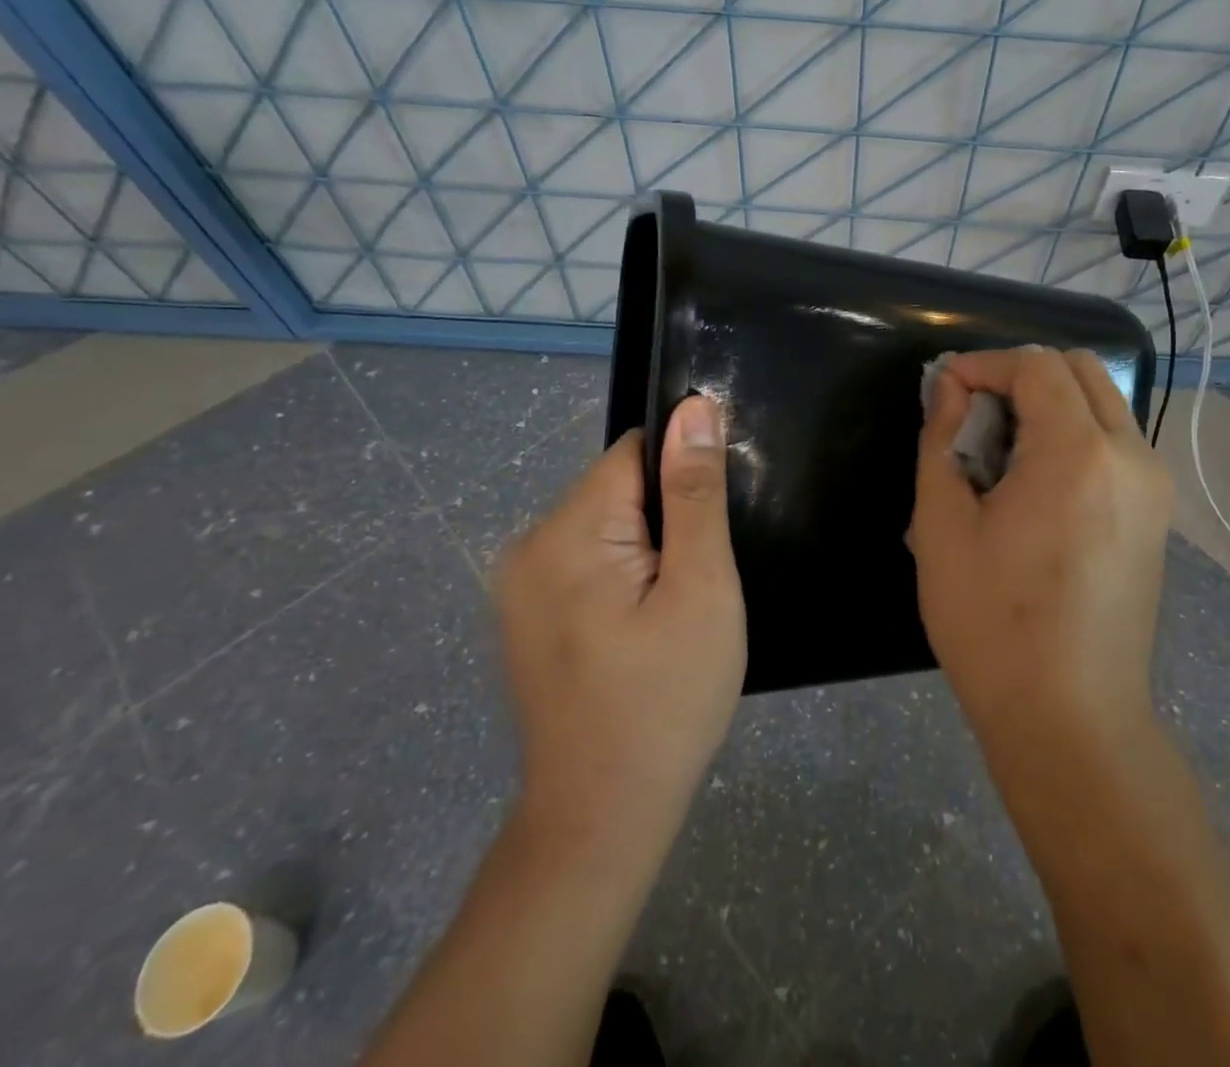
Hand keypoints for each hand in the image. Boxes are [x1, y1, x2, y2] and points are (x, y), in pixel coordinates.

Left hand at [492, 395, 744, 856]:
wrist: (601, 821)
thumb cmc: (666, 701)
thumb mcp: (701, 589)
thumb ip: (695, 494)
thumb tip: (693, 409)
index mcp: (566, 532)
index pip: (635, 454)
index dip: (683, 480)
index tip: (710, 531)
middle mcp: (528, 546)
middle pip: (618, 488)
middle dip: (666, 519)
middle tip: (698, 585)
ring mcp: (519, 584)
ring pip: (606, 525)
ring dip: (648, 550)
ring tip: (673, 612)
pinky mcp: (527, 614)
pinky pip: (587, 561)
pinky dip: (624, 577)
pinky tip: (643, 629)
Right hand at [909, 348, 1171, 743]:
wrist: (1070, 718)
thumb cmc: (992, 623)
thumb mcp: (942, 526)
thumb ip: (941, 440)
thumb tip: (950, 389)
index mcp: (1078, 453)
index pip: (1035, 366)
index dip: (984, 364)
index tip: (946, 390)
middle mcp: (1130, 455)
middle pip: (1079, 370)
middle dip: (1020, 374)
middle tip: (973, 414)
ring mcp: (1153, 486)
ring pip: (1101, 402)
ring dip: (1048, 403)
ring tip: (1000, 450)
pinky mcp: (1156, 514)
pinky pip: (1114, 441)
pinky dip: (1072, 433)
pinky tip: (1034, 482)